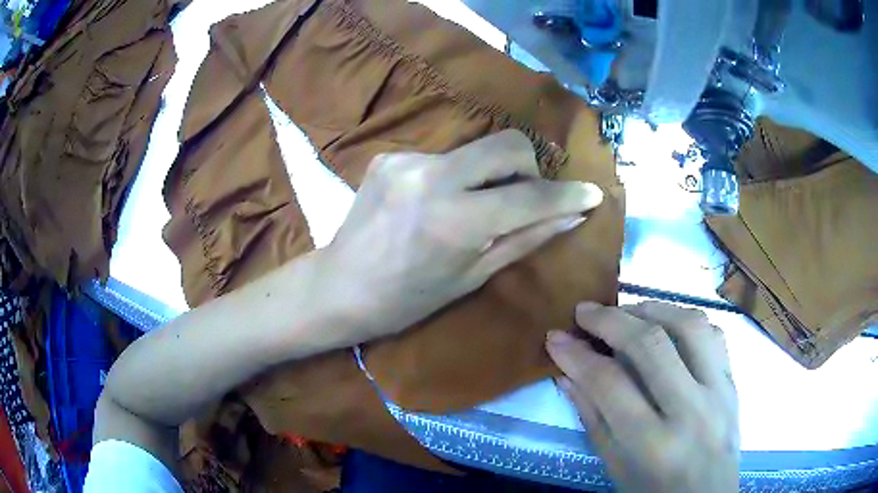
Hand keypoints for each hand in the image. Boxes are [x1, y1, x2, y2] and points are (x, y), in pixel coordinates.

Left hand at [318, 130, 603, 342]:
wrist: (338, 288)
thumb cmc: (407, 300)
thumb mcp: (473, 276)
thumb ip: (526, 238)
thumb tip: (572, 216)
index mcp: (455, 220)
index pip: (530, 196)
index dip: (567, 194)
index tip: (591, 193)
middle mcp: (432, 177)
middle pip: (507, 143)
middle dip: (529, 166)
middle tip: (525, 195)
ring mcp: (406, 160)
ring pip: (475, 148)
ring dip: (489, 173)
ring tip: (474, 205)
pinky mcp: (389, 155)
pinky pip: (443, 157)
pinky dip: (455, 176)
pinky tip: (437, 202)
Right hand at [546, 301, 738, 492]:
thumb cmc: (652, 492)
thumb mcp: (614, 466)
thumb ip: (592, 418)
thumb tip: (567, 373)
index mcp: (651, 444)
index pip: (610, 384)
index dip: (577, 356)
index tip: (555, 337)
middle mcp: (690, 411)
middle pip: (650, 345)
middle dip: (610, 319)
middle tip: (584, 311)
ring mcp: (719, 392)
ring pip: (689, 326)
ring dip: (652, 309)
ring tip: (627, 311)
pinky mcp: (734, 382)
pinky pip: (714, 334)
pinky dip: (686, 321)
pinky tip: (667, 325)